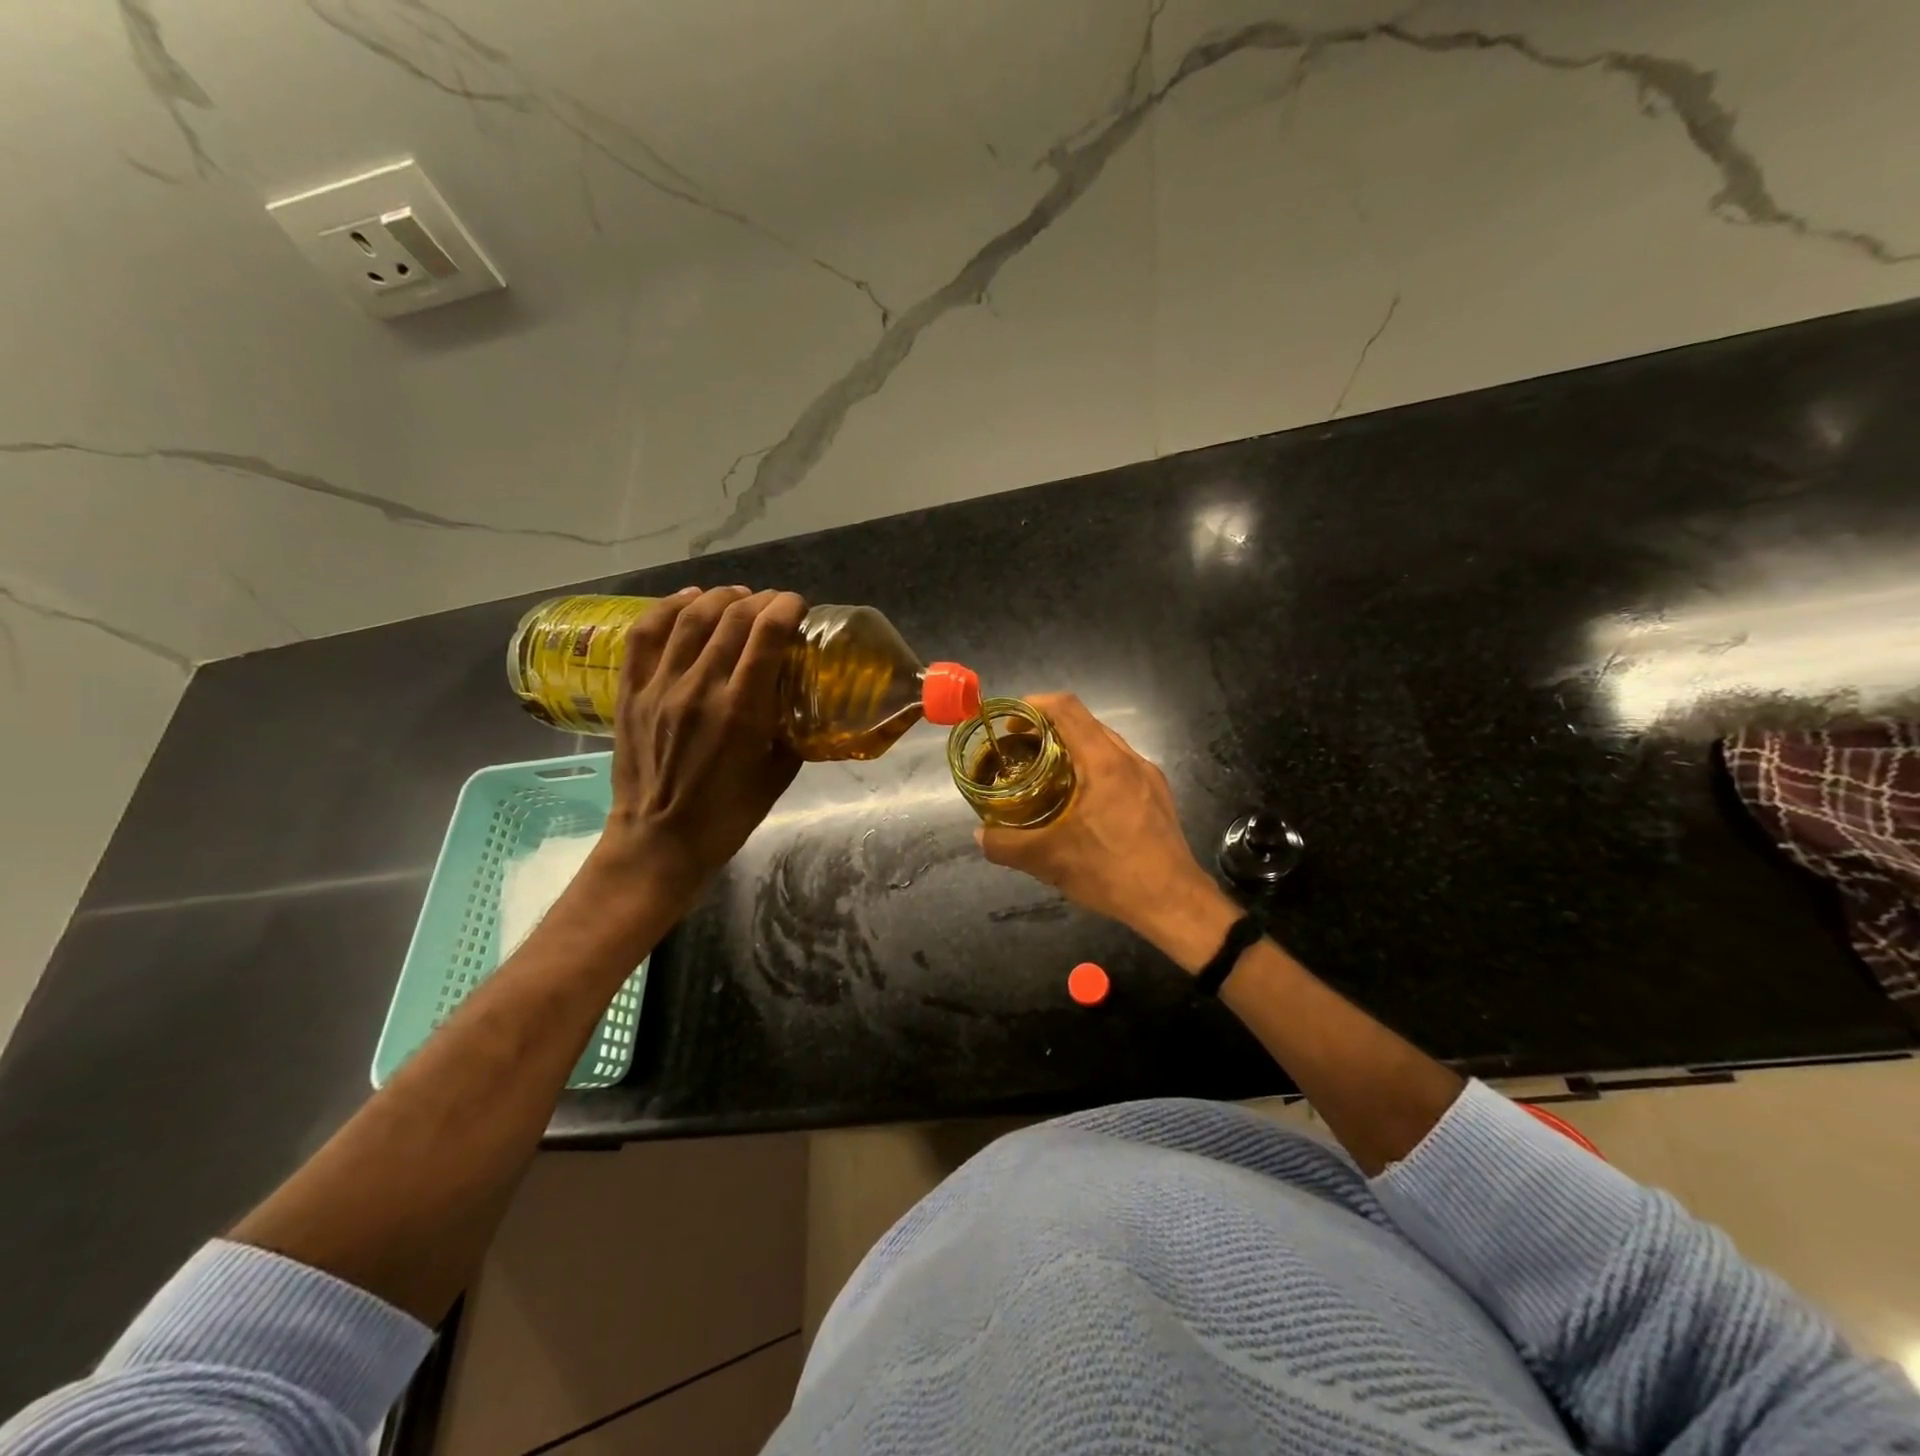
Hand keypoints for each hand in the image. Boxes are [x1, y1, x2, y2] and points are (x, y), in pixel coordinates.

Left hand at [591, 586, 806, 912]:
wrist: (659, 841)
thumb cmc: (728, 815)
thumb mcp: (779, 775)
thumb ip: (793, 731)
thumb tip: (803, 698)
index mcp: (742, 711)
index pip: (767, 634)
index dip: (786, 607)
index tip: (798, 606)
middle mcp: (700, 688)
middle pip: (732, 618)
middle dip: (760, 600)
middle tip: (773, 605)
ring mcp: (660, 687)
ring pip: (690, 617)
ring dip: (719, 597)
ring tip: (737, 596)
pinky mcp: (631, 692)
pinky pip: (645, 634)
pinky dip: (667, 606)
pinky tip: (688, 598)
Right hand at [977, 693, 1238, 969]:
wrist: (1174, 902)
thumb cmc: (1111, 872)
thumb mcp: (1048, 860)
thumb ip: (1006, 845)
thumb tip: (979, 836)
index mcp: (1103, 762)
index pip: (1066, 708)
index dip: (1034, 705)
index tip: (1010, 722)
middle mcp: (1129, 759)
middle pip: (1084, 723)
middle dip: (1049, 729)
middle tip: (1021, 751)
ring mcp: (1148, 776)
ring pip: (1104, 744)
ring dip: (1073, 749)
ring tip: (1046, 775)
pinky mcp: (1158, 794)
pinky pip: (1119, 766)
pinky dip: (1093, 768)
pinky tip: (1080, 801)